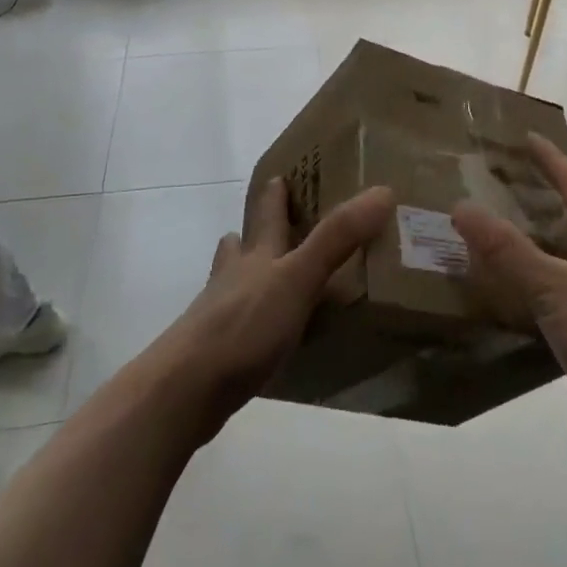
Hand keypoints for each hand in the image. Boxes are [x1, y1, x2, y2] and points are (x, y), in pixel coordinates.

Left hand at [159, 181, 394, 428]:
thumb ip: (337, 238)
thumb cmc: (243, 326)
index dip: (275, 193)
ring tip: (264, 272)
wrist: (184, 391)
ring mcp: (219, 315)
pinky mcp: (216, 352)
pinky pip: (238, 323)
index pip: (266, 214)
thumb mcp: (298, 278)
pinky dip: (252, 318)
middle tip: (274, 220)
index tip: (280, 176)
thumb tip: (382, 191)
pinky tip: (265, 334)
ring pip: (233, 281)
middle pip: (243, 243)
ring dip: (247, 271)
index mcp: (256, 255)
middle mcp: (234, 277)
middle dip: (256, 230)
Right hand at [451, 137, 566, 472]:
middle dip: (558, 198)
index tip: (528, 137)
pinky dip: (554, 280)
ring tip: (519, 235)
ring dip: (555, 241)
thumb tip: (461, 206)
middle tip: (521, 187)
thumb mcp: (554, 288)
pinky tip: (532, 295)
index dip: (552, 161)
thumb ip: (507, 250)